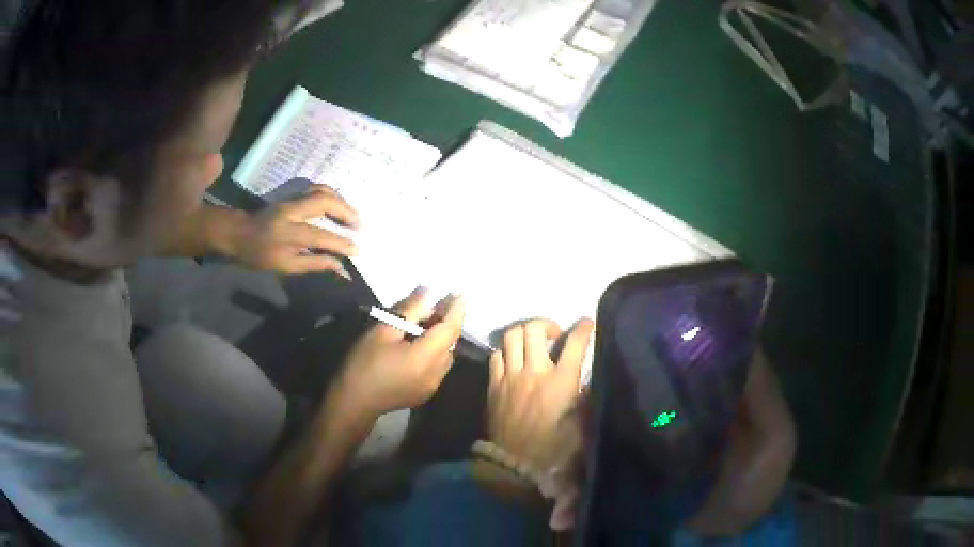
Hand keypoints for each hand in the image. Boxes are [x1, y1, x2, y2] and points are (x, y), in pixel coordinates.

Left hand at [233, 186, 359, 275]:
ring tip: (351, 215)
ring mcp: (291, 198)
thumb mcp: (284, 266)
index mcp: (288, 232)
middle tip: (358, 224)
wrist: (238, 233)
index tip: (357, 251)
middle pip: (324, 201)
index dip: (341, 243)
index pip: (321, 236)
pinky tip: (337, 204)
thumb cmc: (258, 254)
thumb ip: (313, 264)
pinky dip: (331, 195)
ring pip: (321, 190)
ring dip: (340, 201)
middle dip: (345, 211)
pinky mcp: (290, 194)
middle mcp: (291, 210)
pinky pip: (316, 189)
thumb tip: (339, 267)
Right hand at [337, 289, 465, 418]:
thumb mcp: (384, 331)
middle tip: (438, 303)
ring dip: (441, 337)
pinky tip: (418, 344)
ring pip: (446, 355)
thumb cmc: (364, 363)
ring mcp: (433, 386)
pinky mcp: (426, 392)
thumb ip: (411, 310)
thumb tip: (430, 291)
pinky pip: (439, 366)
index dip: (457, 309)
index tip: (461, 291)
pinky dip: (435, 351)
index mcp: (427, 358)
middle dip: (447, 321)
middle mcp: (437, 373)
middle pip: (451, 342)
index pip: (451, 328)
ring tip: (425, 322)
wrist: (353, 403)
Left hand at [487, 318, 594, 472]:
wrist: (515, 464)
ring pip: (511, 336)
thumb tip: (588, 382)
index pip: (574, 344)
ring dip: (523, 333)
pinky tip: (512, 360)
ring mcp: (510, 377)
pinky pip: (495, 356)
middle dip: (546, 324)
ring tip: (531, 342)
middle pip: (534, 329)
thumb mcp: (581, 426)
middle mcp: (535, 372)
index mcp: (561, 382)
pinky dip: (505, 352)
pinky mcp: (493, 385)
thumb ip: (587, 400)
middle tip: (554, 335)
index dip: (583, 329)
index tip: (586, 323)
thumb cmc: (553, 447)